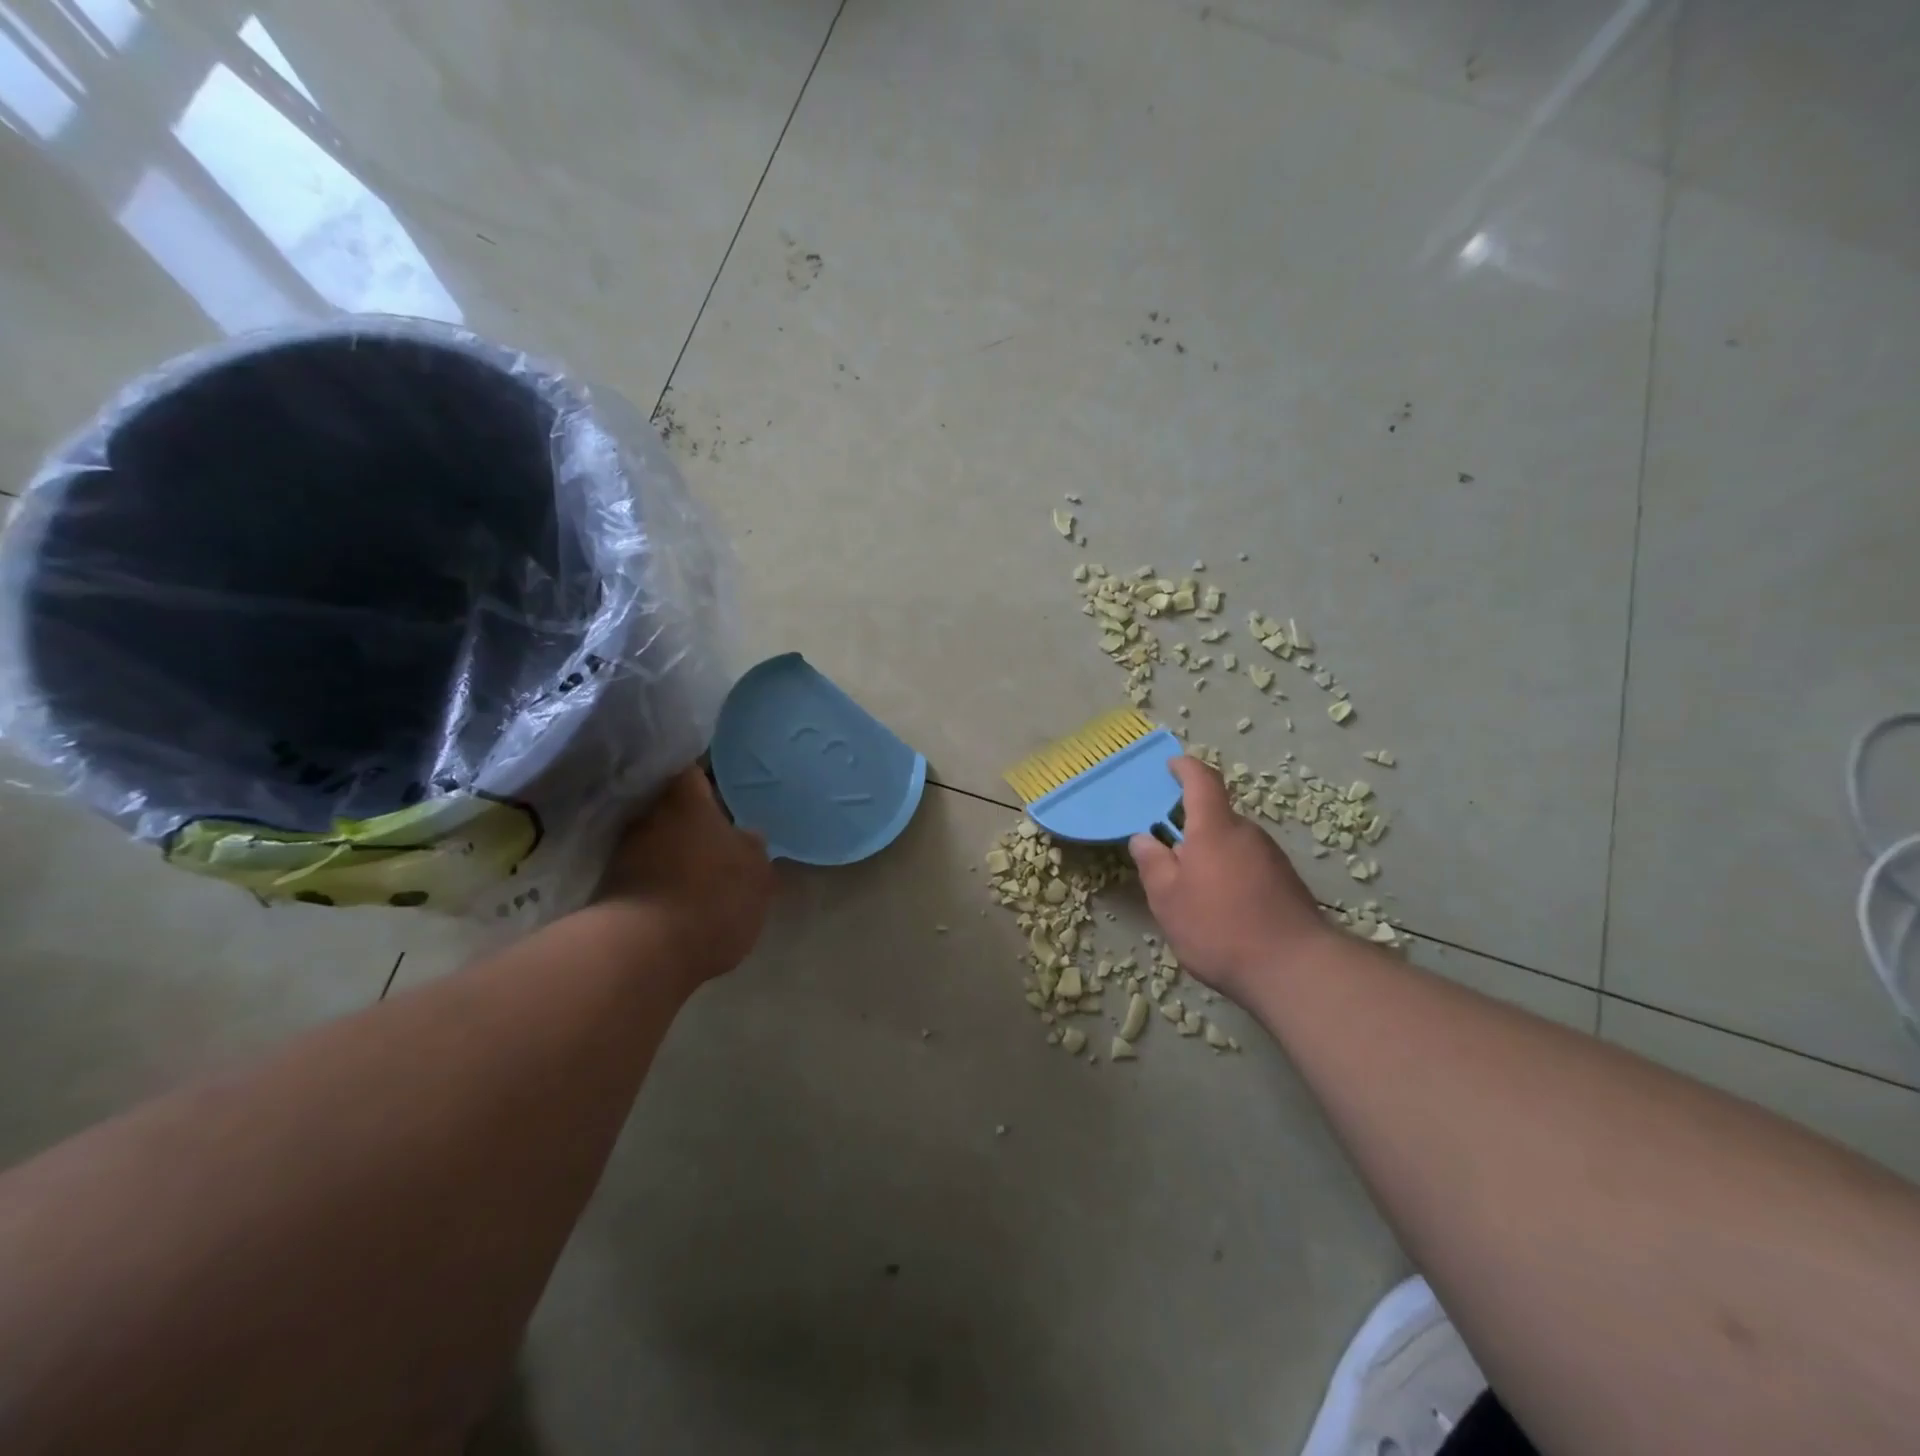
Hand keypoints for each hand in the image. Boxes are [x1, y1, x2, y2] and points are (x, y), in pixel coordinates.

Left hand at [595, 767, 772, 985]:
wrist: (644, 952)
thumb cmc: (712, 896)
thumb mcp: (757, 873)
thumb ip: (752, 848)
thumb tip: (745, 836)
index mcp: (686, 802)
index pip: (692, 773)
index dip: (706, 782)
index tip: (720, 794)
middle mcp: (649, 818)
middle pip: (670, 810)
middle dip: (689, 823)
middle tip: (715, 839)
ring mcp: (624, 855)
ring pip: (655, 843)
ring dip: (673, 855)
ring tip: (698, 876)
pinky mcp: (610, 891)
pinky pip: (642, 876)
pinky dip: (658, 884)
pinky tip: (679, 902)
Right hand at [1129, 756, 1331, 997]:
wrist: (1295, 970)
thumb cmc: (1219, 927)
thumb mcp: (1168, 899)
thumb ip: (1152, 863)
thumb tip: (1143, 838)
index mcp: (1214, 828)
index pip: (1202, 780)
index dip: (1185, 768)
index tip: (1171, 766)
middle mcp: (1247, 833)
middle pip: (1215, 817)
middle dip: (1190, 829)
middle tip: (1167, 857)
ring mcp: (1272, 858)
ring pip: (1232, 844)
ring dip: (1210, 856)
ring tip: (1192, 893)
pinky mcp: (1286, 883)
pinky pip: (1248, 866)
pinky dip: (1230, 875)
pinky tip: (1222, 910)